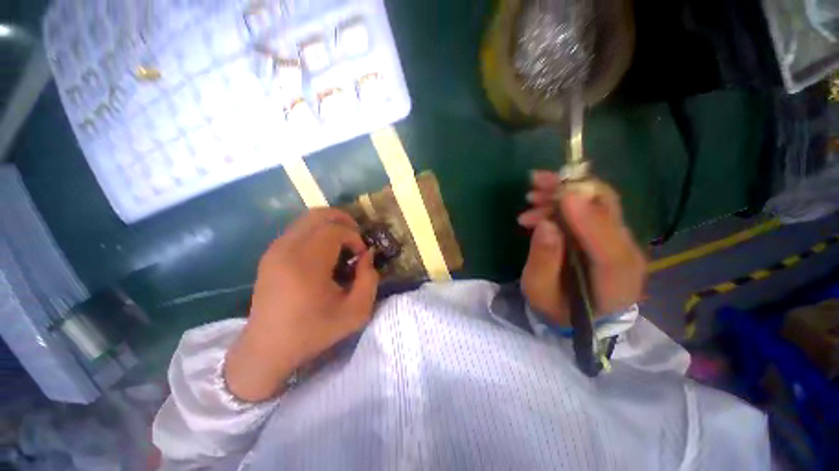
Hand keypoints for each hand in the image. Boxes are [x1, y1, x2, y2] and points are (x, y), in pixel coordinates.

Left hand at [225, 209, 378, 401]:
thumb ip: (369, 279)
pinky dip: (317, 232)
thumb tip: (366, 255)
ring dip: (330, 225)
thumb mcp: (355, 312)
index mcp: (306, 264)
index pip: (335, 230)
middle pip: (318, 215)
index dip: (354, 237)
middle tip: (356, 237)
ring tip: (343, 244)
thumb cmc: (313, 332)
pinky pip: (298, 230)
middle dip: (343, 220)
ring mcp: (275, 250)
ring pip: (307, 219)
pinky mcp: (270, 254)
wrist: (267, 349)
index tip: (361, 255)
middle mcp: (287, 249)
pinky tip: (325, 252)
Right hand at [517, 171, 645, 326]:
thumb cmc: (556, 307)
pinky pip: (589, 207)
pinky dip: (564, 199)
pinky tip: (540, 204)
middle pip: (609, 214)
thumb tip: (546, 225)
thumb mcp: (540, 291)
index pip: (611, 251)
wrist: (579, 313)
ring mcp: (619, 240)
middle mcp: (627, 256)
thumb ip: (544, 262)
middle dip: (572, 191)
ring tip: (532, 194)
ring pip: (598, 203)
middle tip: (537, 182)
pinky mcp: (607, 232)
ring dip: (564, 192)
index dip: (589, 221)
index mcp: (614, 284)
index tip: (563, 197)